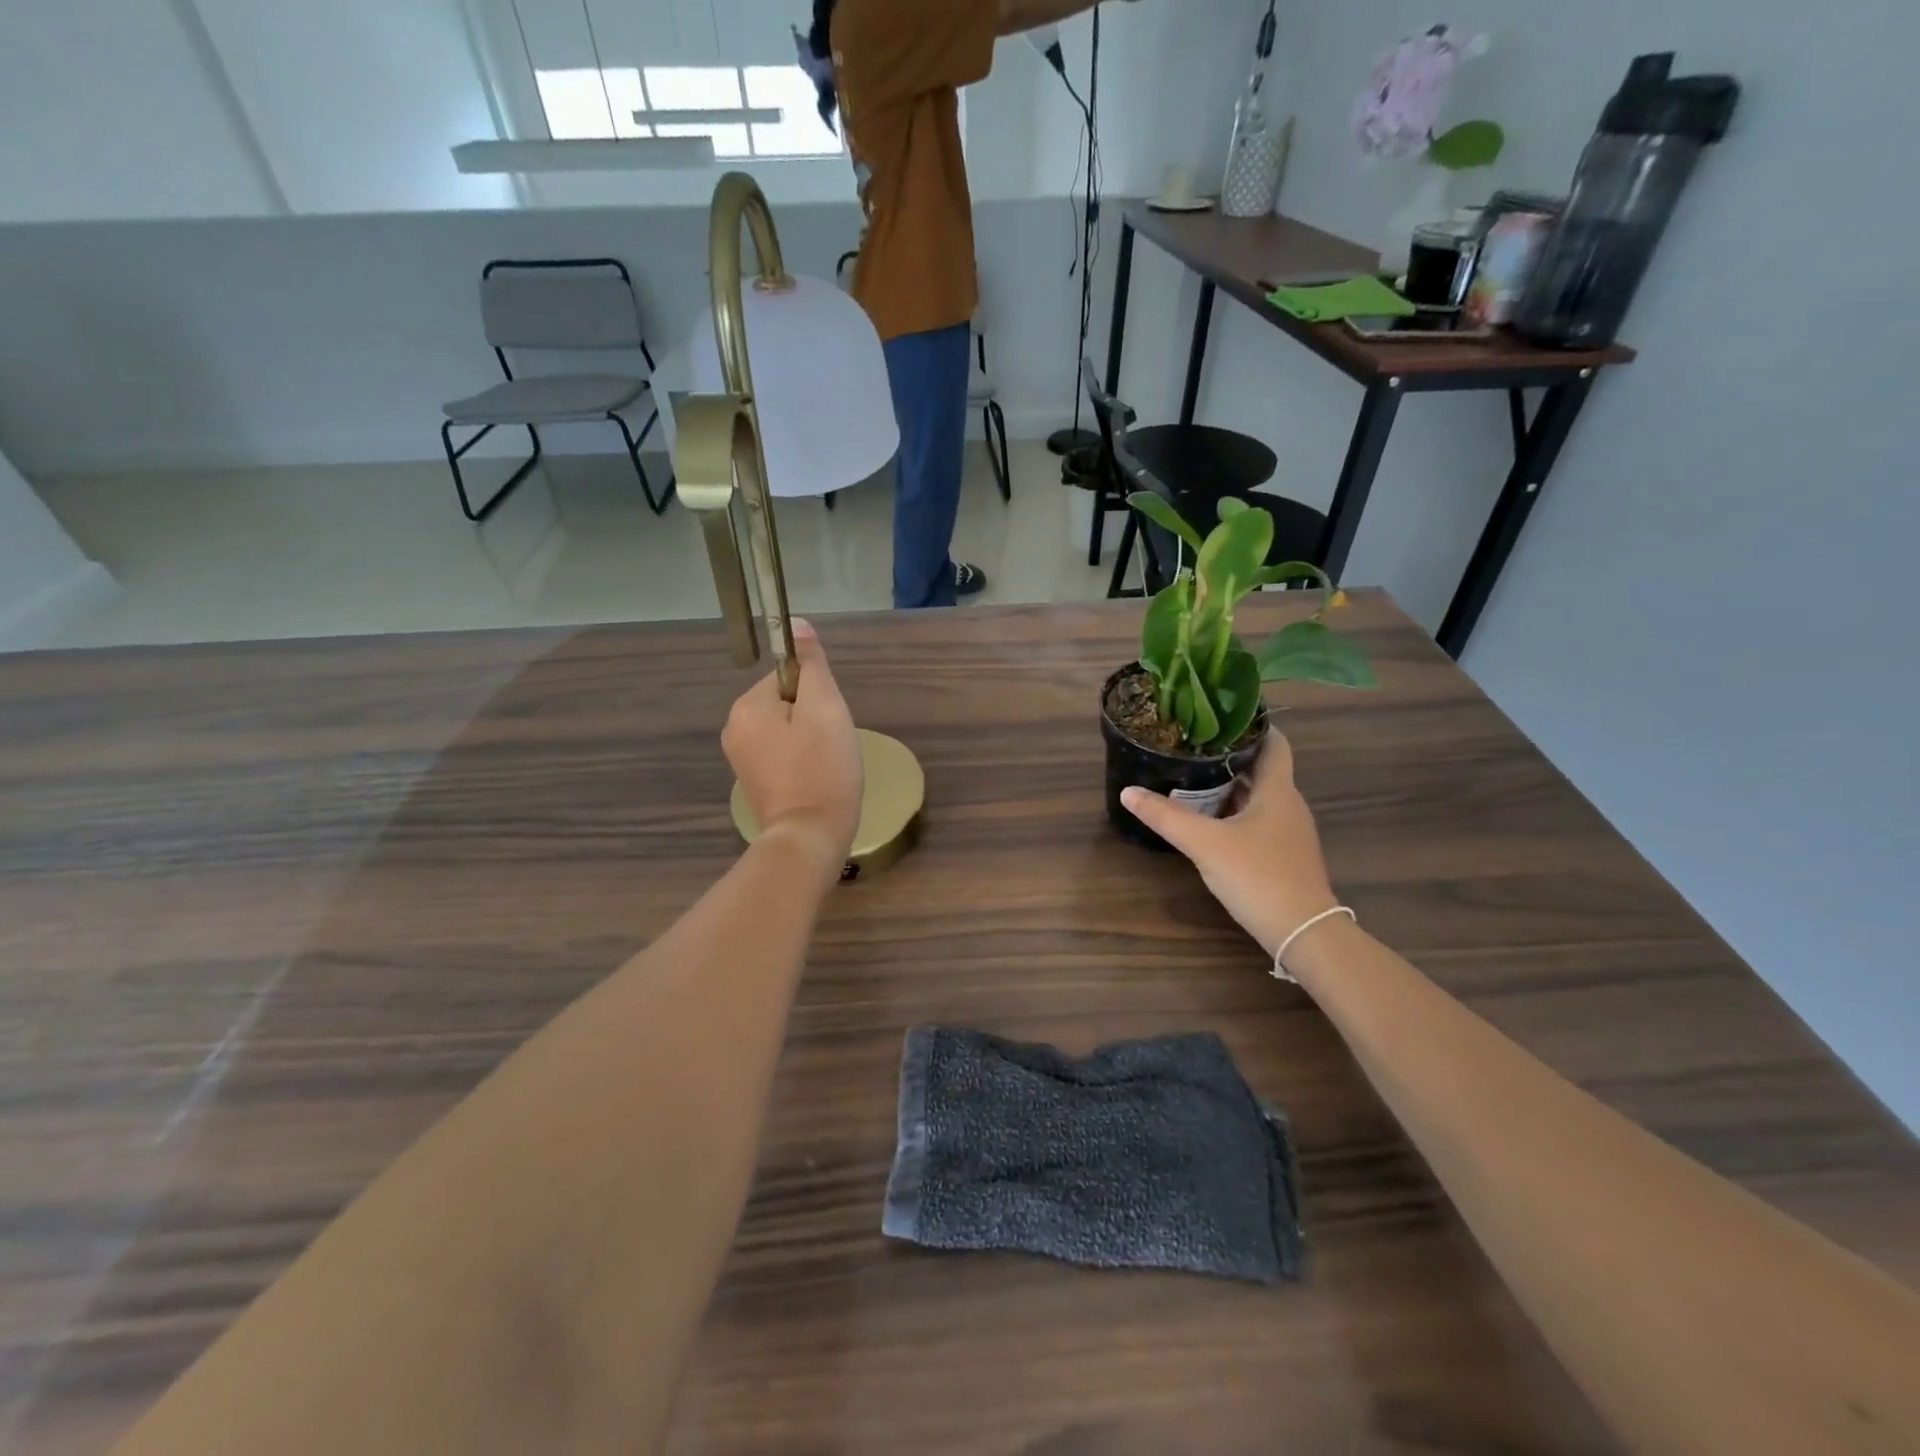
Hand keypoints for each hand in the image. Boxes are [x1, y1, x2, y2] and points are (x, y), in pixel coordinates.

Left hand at [722, 620, 862, 870]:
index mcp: (746, 706)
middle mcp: (734, 728)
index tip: (828, 725)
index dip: (818, 696)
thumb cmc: (822, 769)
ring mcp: (741, 759)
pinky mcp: (754, 782)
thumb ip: (812, 663)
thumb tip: (795, 624)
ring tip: (826, 765)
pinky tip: (816, 779)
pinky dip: (803, 761)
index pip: (790, 677)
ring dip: (812, 740)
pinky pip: (784, 754)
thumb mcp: (825, 707)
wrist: (809, 838)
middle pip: (788, 703)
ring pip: (788, 729)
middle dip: (815, 719)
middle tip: (831, 746)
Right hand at [1120, 731, 1338, 959]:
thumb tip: (1128, 791)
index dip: (1254, 725)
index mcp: (1278, 790)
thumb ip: (1166, 816)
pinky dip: (1235, 813)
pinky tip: (1210, 821)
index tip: (1221, 714)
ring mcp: (1290, 832)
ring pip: (1259, 797)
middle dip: (1230, 756)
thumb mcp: (1204, 843)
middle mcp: (1289, 805)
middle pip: (1262, 769)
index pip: (1274, 743)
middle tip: (1193, 745)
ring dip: (1231, 787)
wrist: (1302, 932)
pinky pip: (1259, 821)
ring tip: (1193, 778)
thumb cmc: (1258, 875)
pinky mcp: (1284, 855)